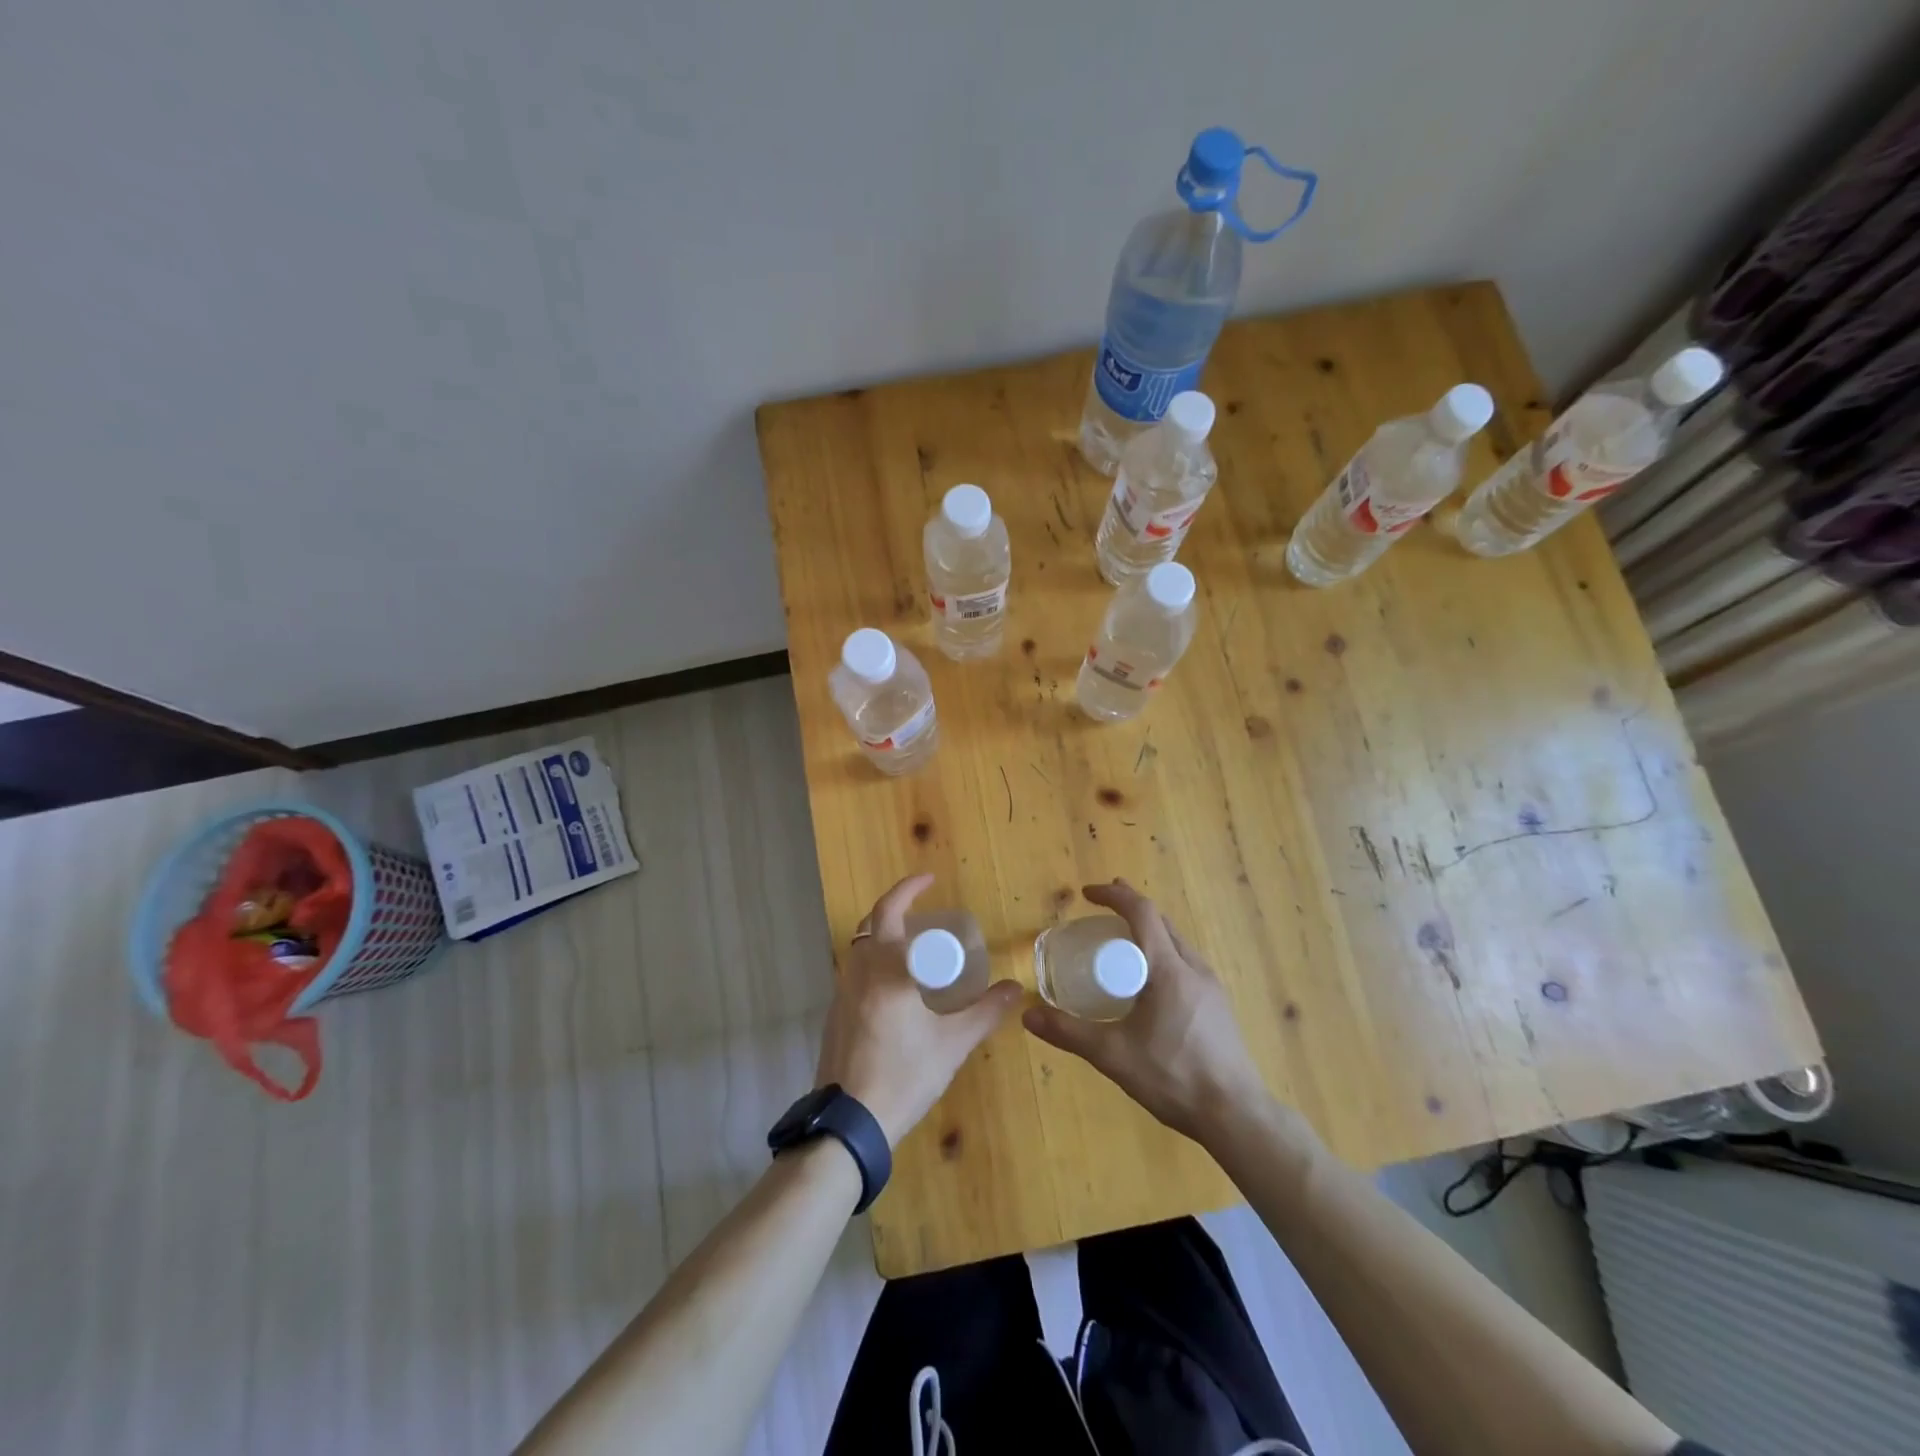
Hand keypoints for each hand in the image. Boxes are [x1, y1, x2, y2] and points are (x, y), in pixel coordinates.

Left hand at [815, 874, 1023, 1147]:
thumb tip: (1015, 988)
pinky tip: (899, 986)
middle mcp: (857, 972)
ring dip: (885, 934)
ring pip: (860, 947)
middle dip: (897, 907)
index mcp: (885, 970)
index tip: (931, 880)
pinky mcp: (834, 1015)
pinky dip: (877, 961)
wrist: (848, 1126)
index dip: (909, 889)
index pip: (891, 911)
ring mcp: (841, 994)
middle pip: (871, 923)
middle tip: (926, 909)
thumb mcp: (952, 1045)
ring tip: (918, 945)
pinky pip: (856, 971)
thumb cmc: (903, 1077)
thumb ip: (985, 1012)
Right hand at [1023, 879, 1269, 1145]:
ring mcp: (1211, 986)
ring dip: (1148, 930)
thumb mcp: (1113, 1055)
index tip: (1087, 894)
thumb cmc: (1173, 1077)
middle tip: (1100, 908)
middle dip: (1130, 908)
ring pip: (1177, 942)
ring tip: (1122, 940)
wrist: (1236, 1115)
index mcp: (1169, 969)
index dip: (1114, 896)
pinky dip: (1162, 952)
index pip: (1142, 913)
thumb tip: (1028, 1015)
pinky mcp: (1218, 1005)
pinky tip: (1150, 980)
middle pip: (1161, 922)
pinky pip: (1186, 962)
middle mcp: (1193, 968)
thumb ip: (1069, 1033)